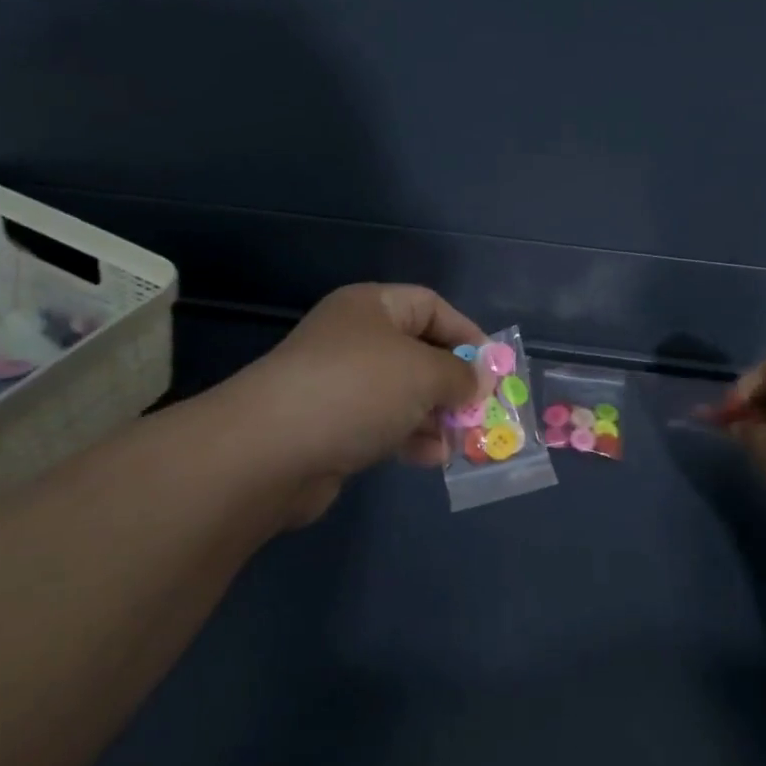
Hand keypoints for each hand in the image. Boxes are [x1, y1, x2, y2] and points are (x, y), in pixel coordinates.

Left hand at [227, 284, 488, 525]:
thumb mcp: (423, 372)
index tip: (495, 367)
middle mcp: (354, 339)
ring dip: (436, 416)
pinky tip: (432, 459)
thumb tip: (479, 380)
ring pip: (403, 393)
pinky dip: (410, 438)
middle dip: (455, 382)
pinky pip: (383, 424)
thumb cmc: (357, 389)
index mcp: (372, 306)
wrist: (270, 450)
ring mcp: (340, 384)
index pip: (431, 306)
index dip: (468, 333)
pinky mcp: (331, 426)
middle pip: (419, 352)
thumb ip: (460, 374)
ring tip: (464, 440)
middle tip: (484, 409)